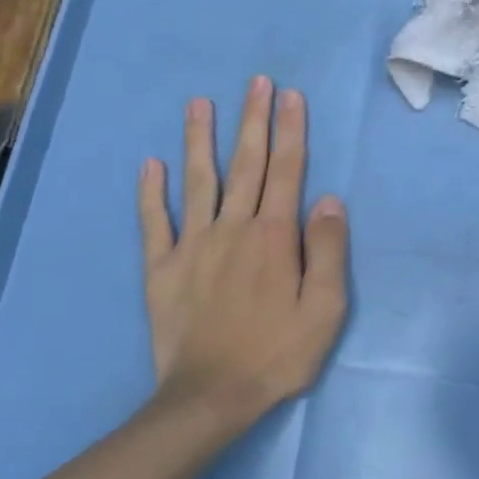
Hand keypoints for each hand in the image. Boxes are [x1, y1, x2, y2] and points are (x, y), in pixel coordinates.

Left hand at [137, 77, 348, 425]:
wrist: (211, 396)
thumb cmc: (278, 354)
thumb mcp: (325, 310)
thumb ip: (328, 251)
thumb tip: (327, 200)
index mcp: (274, 237)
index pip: (287, 171)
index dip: (291, 131)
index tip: (291, 96)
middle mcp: (234, 228)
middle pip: (246, 164)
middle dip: (253, 120)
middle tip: (256, 82)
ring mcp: (193, 245)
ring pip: (198, 181)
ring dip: (200, 139)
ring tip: (199, 103)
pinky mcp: (162, 268)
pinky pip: (154, 221)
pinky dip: (151, 192)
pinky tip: (150, 164)